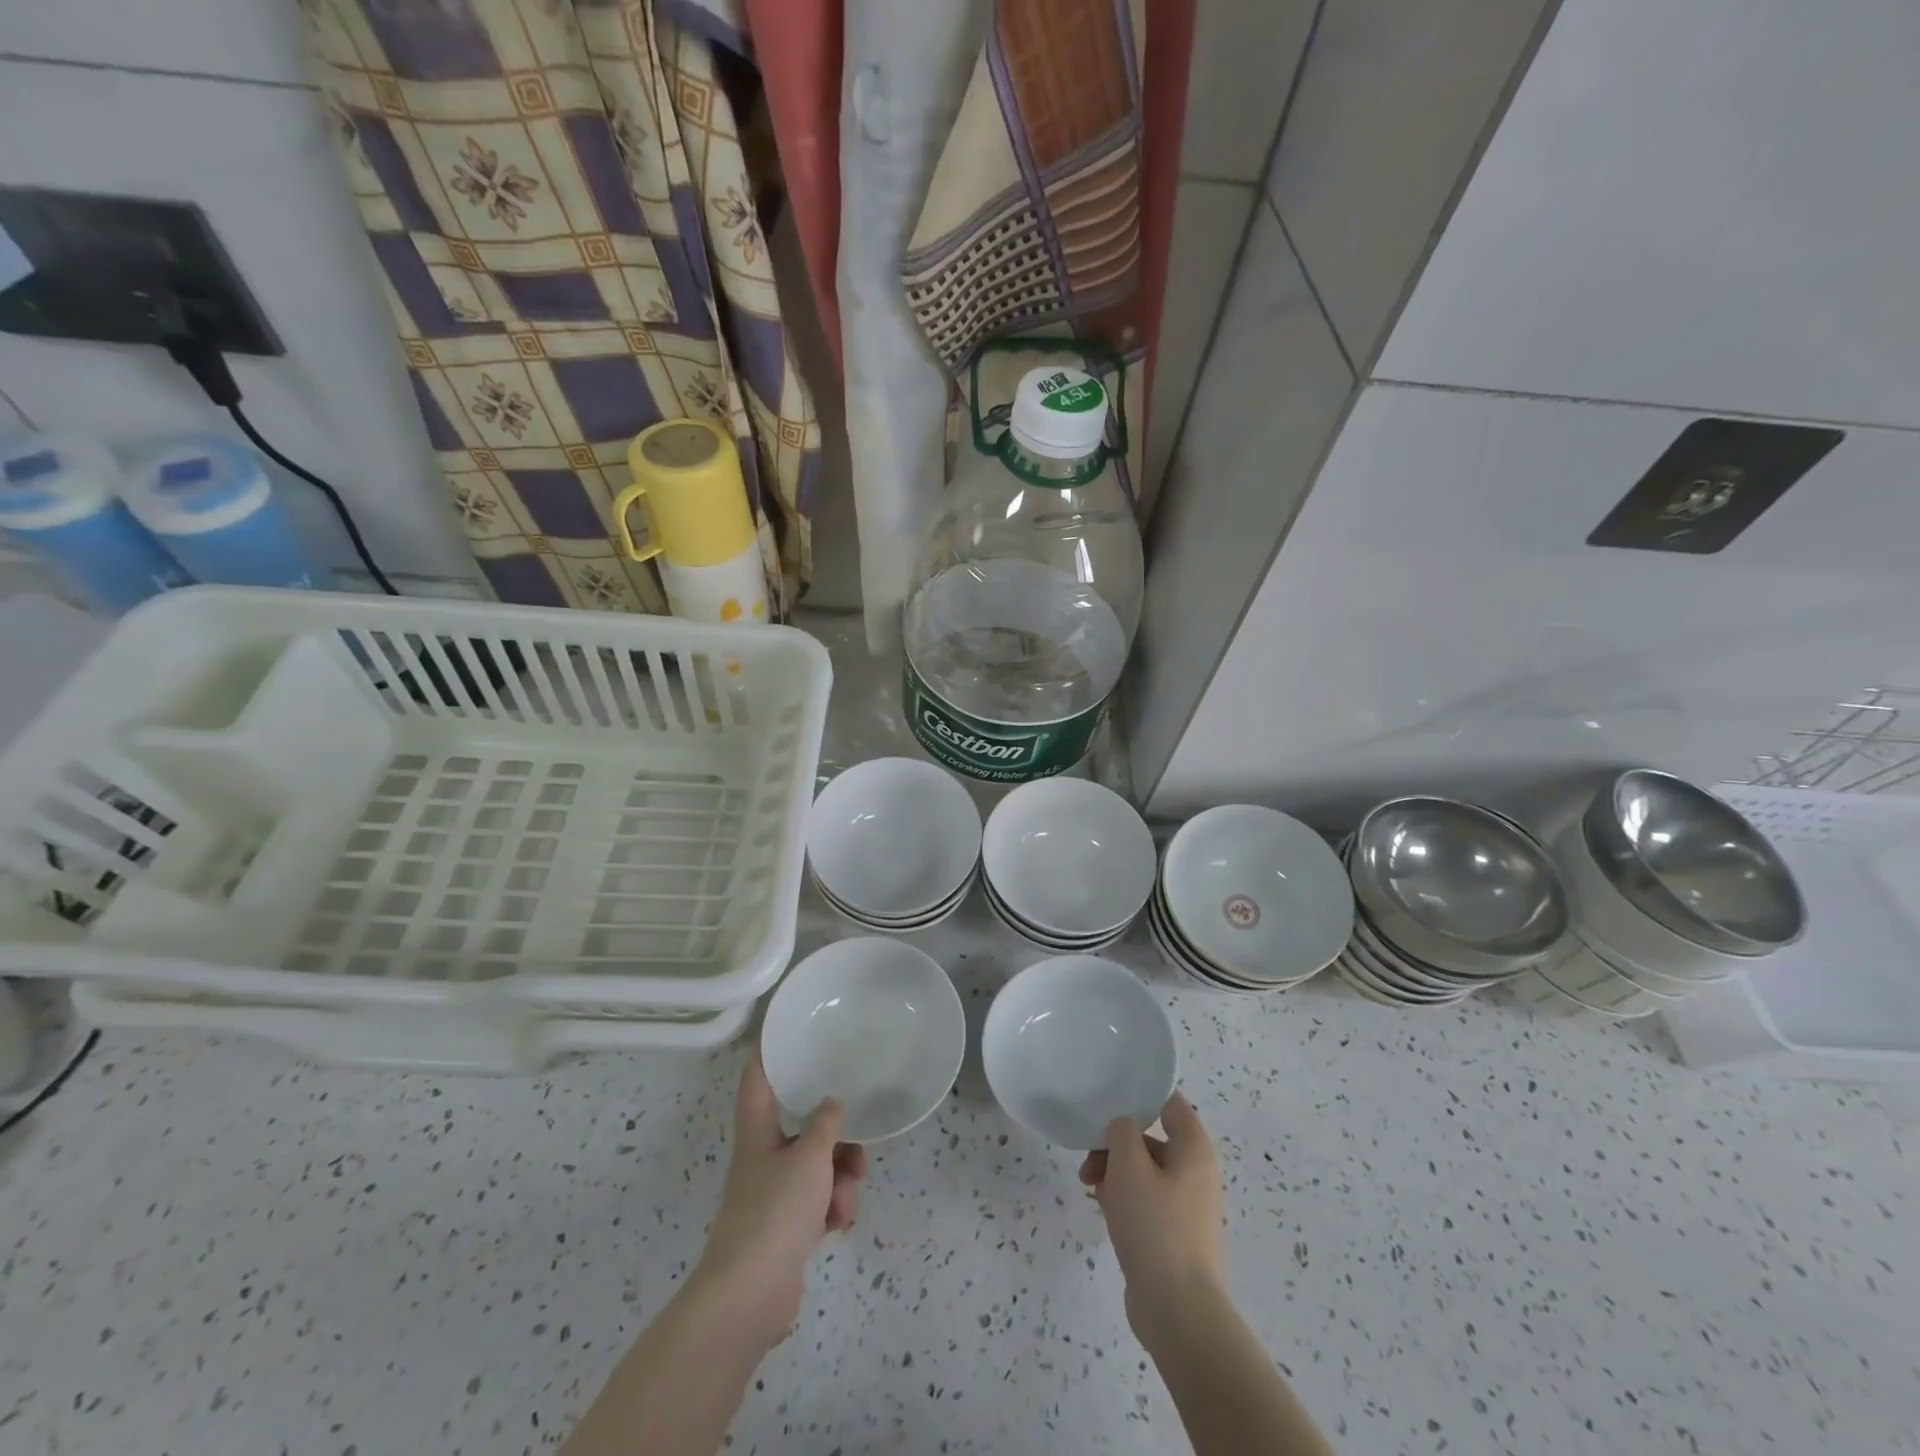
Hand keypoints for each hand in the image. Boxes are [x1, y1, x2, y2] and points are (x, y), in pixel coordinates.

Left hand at [692, 1054, 867, 1350]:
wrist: (749, 1298)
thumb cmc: (774, 1212)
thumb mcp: (808, 1158)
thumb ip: (825, 1124)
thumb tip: (832, 1104)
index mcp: (758, 1133)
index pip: (758, 1080)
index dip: (768, 1053)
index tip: (786, 1030)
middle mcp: (763, 1158)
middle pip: (801, 1129)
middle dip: (835, 1137)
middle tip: (858, 1145)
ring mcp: (774, 1195)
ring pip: (817, 1167)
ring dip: (840, 1179)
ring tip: (846, 1199)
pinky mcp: (786, 1229)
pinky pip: (818, 1203)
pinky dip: (833, 1208)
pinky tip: (839, 1223)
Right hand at [1078, 1093, 1223, 1331]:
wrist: (1178, 1312)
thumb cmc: (1155, 1226)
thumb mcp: (1129, 1165)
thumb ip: (1122, 1131)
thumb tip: (1123, 1127)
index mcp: (1193, 1149)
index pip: (1169, 1102)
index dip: (1140, 1095)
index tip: (1108, 1098)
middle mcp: (1195, 1172)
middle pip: (1151, 1138)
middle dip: (1116, 1142)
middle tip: (1089, 1155)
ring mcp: (1186, 1205)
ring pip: (1144, 1170)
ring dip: (1113, 1171)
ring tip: (1088, 1185)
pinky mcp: (1173, 1234)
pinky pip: (1145, 1200)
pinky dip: (1122, 1197)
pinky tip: (1099, 1206)